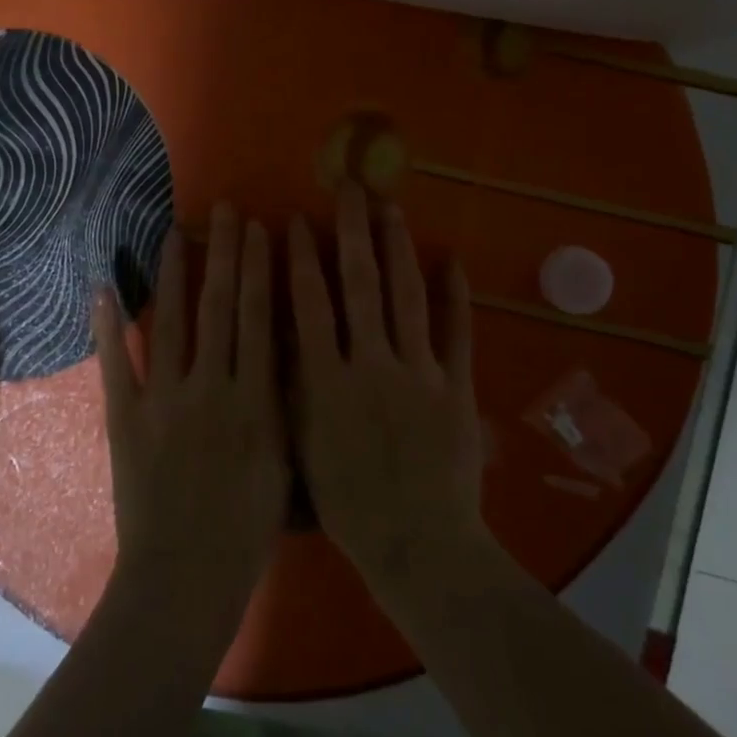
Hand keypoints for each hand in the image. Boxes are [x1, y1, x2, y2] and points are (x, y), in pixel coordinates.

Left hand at [95, 203, 288, 625]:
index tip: (262, 229)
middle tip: (225, 211)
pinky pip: (116, 363)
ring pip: (171, 321)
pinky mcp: (125, 417)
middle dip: (225, 254)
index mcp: (255, 400)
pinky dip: (107, 325)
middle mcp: (211, 387)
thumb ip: (284, 404)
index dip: (260, 269)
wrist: (183, 581)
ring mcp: (163, 399)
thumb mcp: (284, 464)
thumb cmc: (246, 530)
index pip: (259, 318)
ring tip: (176, 231)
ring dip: (174, 273)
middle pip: (220, 307)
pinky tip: (102, 285)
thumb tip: (284, 347)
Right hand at [289, 182, 485, 593]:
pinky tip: (452, 260)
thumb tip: (279, 330)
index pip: (310, 303)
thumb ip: (292, 387)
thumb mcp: (302, 447)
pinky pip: (457, 333)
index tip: (294, 220)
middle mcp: (371, 363)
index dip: (300, 258)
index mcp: (327, 380)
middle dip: (352, 231)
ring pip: (406, 297)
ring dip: (397, 248)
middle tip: (348, 187)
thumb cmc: (349, 505)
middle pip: (359, 285)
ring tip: (390, 207)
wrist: (420, 549)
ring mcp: (419, 372)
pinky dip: (456, 296)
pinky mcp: (456, 386)